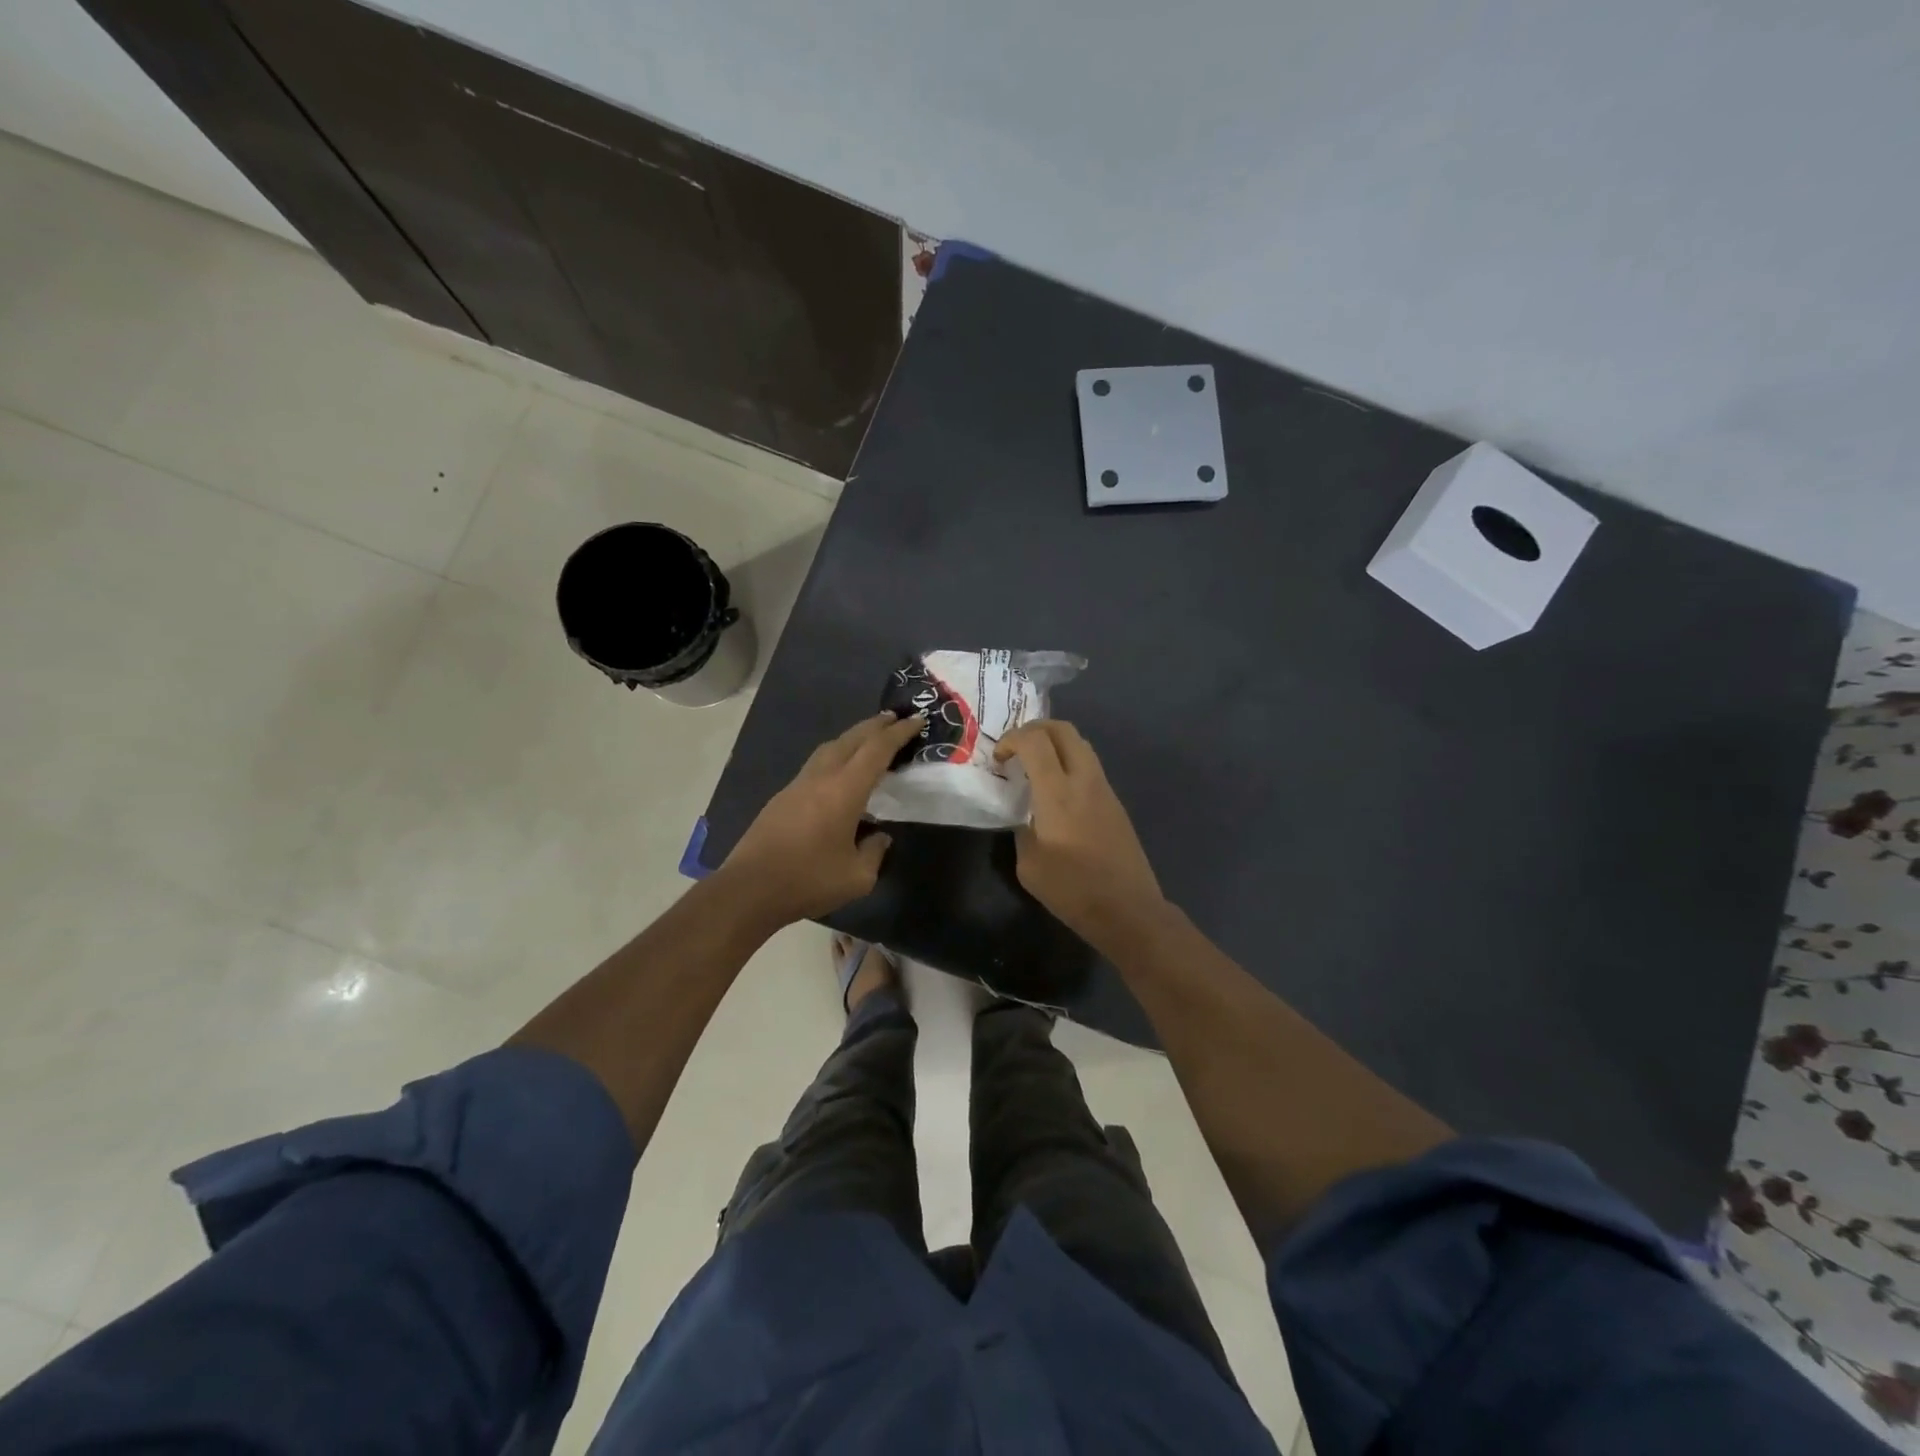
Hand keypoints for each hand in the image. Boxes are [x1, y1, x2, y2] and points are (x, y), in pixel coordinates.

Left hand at [718, 711, 924, 924]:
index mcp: (844, 790)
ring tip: (870, 738)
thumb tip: (879, 837)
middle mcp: (821, 777)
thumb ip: (874, 852)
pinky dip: (836, 755)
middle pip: (852, 738)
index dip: (899, 733)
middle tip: (895, 718)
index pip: (877, 750)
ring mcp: (798, 784)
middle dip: (876, 725)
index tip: (917, 720)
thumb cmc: (808, 881)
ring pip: (830, 747)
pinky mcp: (783, 797)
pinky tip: (841, 771)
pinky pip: (817, 763)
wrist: (749, 889)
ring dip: (853, 737)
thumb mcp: (857, 877)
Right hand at [995, 720, 1166, 950]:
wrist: (1128, 910)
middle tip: (1016, 749)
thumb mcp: (1029, 865)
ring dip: (1055, 744)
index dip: (1011, 739)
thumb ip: (1022, 830)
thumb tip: (1026, 818)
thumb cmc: (1073, 890)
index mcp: (1058, 792)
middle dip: (1034, 729)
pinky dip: (1069, 763)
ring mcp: (1105, 789)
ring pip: (1080, 744)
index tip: (999, 760)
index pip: (1034, 740)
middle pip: (1063, 729)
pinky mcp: (1115, 803)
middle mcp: (1084, 780)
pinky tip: (1057, 791)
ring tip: (1035, 767)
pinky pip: (1090, 766)